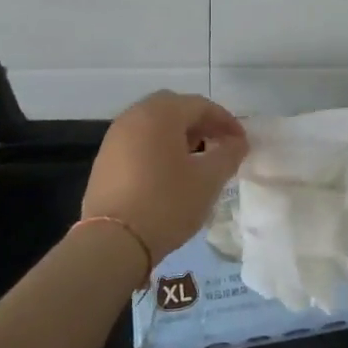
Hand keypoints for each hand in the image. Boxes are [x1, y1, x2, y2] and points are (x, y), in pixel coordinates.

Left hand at [81, 91, 247, 262]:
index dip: (226, 121)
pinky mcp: (104, 160)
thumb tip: (238, 142)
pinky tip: (168, 173)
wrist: (112, 243)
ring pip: (154, 124)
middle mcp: (134, 116)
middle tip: (218, 144)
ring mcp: (115, 137)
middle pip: (175, 108)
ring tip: (196, 160)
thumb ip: (229, 154)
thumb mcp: (208, 180)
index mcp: (160, 113)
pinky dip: (158, 148)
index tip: (242, 142)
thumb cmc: (167, 203)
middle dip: (200, 123)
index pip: (201, 105)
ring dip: (178, 135)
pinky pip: (138, 142)